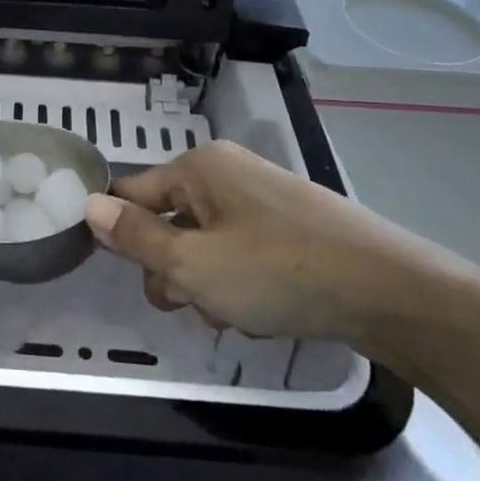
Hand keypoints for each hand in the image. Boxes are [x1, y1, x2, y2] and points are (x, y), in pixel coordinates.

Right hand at [82, 140, 466, 346]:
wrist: (391, 292)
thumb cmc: (279, 273)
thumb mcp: (194, 264)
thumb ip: (136, 238)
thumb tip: (88, 205)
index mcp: (199, 168)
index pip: (132, 192)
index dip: (123, 235)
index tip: (133, 276)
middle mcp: (227, 171)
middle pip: (170, 220)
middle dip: (172, 267)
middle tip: (193, 302)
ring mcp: (262, 196)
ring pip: (205, 241)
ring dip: (206, 281)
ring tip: (234, 312)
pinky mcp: (290, 224)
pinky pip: (240, 248)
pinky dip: (239, 280)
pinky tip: (261, 309)